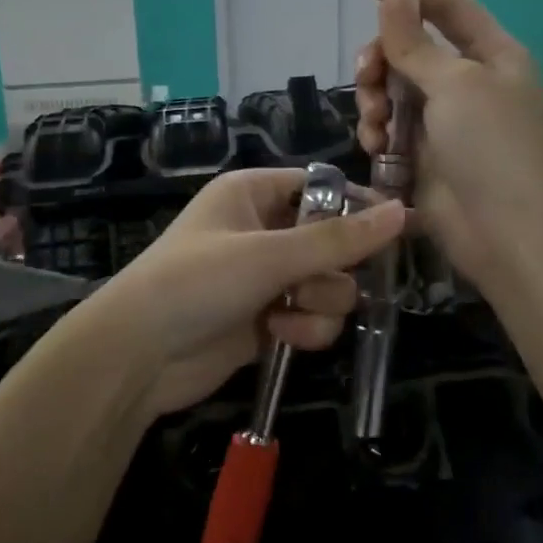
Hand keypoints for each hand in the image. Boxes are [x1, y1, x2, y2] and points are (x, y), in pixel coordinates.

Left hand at [89, 168, 405, 417]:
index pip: (323, 187)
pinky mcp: (268, 320)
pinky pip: (313, 318)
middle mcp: (263, 230)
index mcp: (254, 194)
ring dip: (320, 305)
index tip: (397, 229)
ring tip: (287, 316)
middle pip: (335, 242)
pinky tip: (277, 337)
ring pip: (331, 286)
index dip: (359, 207)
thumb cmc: (197, 282)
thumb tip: (403, 212)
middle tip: (310, 284)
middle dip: (334, 269)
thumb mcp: (268, 255)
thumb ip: (338, 239)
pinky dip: (305, 330)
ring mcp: (266, 278)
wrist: (139, 355)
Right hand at [353, 0, 542, 285]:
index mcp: (491, 54)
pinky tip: (377, 148)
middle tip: (368, 77)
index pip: (446, 5)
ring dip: (375, 101)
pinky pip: (389, 129)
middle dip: (381, 60)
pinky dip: (378, 133)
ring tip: (376, 127)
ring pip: (392, 91)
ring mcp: (444, 121)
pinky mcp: (424, 155)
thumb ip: (415, 42)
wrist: (502, 229)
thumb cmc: (489, 145)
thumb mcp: (453, 84)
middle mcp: (467, 82)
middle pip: (409, 50)